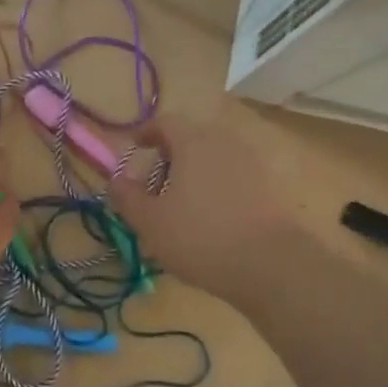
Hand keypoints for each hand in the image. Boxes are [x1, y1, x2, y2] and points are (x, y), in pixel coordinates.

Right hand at [112, 113, 301, 289]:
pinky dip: (216, 187)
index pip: (166, 122)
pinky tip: (210, 220)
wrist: (271, 264)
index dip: (146, 132)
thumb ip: (127, 197)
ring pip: (213, 158)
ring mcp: (251, 164)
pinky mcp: (269, 187)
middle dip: (169, 157)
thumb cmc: (201, 237)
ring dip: (194, 173)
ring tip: (181, 206)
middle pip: (191, 138)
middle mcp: (224, 143)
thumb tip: (116, 178)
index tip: (135, 148)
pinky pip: (233, 177)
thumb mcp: (151, 222)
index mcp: (193, 143)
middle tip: (154, 186)